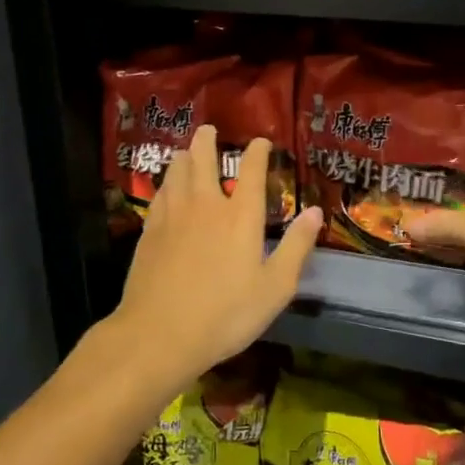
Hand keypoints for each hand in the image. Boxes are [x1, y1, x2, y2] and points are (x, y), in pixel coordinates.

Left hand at [111, 126, 322, 388]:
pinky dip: (167, 181)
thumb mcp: (274, 289)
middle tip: (210, 130)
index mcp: (240, 216)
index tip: (261, 142)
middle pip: (203, 158)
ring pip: (177, 170)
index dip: (257, 151)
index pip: (251, 169)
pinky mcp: (150, 230)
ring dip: (185, 155)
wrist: (158, 335)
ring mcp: (173, 215)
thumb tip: (315, 212)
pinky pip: (160, 192)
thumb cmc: (225, 315)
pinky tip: (167, 187)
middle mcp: (206, 204)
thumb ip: (296, 247)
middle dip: (208, 140)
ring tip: (188, 151)